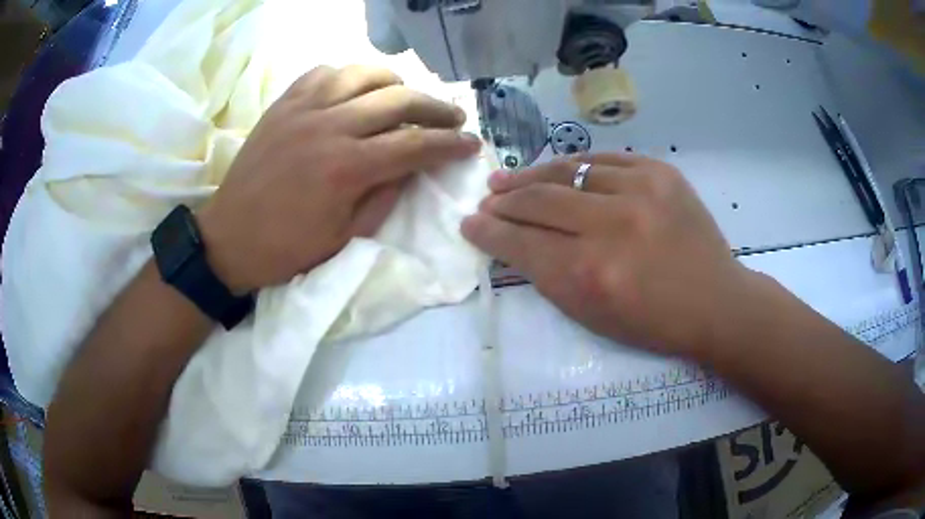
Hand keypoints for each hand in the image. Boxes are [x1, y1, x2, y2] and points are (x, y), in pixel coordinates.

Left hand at [198, 65, 480, 293]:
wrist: (228, 239)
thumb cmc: (286, 249)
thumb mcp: (344, 238)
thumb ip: (385, 197)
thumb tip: (412, 167)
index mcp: (346, 169)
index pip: (414, 145)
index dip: (450, 145)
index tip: (471, 144)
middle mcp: (328, 127)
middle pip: (397, 100)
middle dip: (436, 108)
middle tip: (453, 118)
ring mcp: (302, 110)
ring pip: (362, 74)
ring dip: (394, 83)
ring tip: (406, 97)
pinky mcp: (282, 105)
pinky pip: (322, 73)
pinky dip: (347, 76)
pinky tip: (354, 91)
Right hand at [461, 154, 753, 357]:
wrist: (715, 301)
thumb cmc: (653, 323)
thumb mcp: (592, 315)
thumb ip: (548, 275)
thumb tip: (513, 241)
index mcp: (590, 274)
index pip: (522, 243)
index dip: (489, 232)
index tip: (470, 224)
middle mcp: (611, 226)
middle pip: (538, 201)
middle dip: (503, 202)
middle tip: (486, 200)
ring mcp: (640, 191)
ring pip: (567, 171)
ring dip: (531, 176)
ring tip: (508, 179)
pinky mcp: (660, 172)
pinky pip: (603, 159)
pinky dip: (574, 164)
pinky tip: (557, 169)